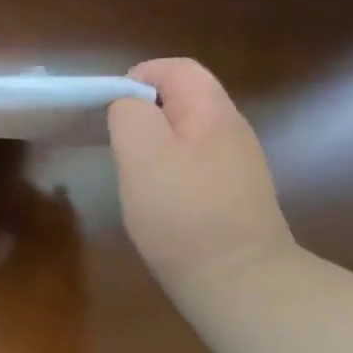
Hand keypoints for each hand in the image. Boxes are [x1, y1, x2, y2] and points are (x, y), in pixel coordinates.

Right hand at [108, 58, 297, 296]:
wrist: (241, 284)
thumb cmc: (183, 212)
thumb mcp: (141, 152)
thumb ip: (129, 113)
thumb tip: (128, 104)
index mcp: (213, 113)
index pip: (177, 68)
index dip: (138, 77)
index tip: (111, 111)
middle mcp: (232, 132)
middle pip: (183, 99)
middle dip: (143, 112)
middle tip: (117, 144)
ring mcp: (237, 166)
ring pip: (186, 133)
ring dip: (154, 144)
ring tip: (132, 173)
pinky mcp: (234, 197)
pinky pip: (194, 164)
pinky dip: (169, 171)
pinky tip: (158, 200)